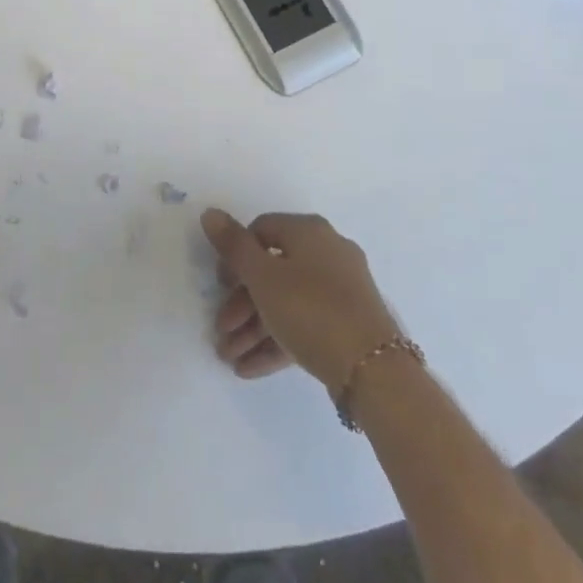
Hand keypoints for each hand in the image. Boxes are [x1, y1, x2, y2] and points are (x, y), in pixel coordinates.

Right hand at [202, 209, 400, 389]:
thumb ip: (233, 246)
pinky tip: (249, 369)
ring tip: (229, 358)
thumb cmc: (309, 308)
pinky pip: (305, 324)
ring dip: (254, 327)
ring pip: (287, 302)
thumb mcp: (262, 277)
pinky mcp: (348, 323)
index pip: (261, 230)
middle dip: (241, 304)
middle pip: (273, 271)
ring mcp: (341, 289)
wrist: (373, 368)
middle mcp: (328, 252)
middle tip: (221, 330)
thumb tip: (210, 213)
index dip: (235, 255)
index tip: (220, 285)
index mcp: (309, 232)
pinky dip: (277, 340)